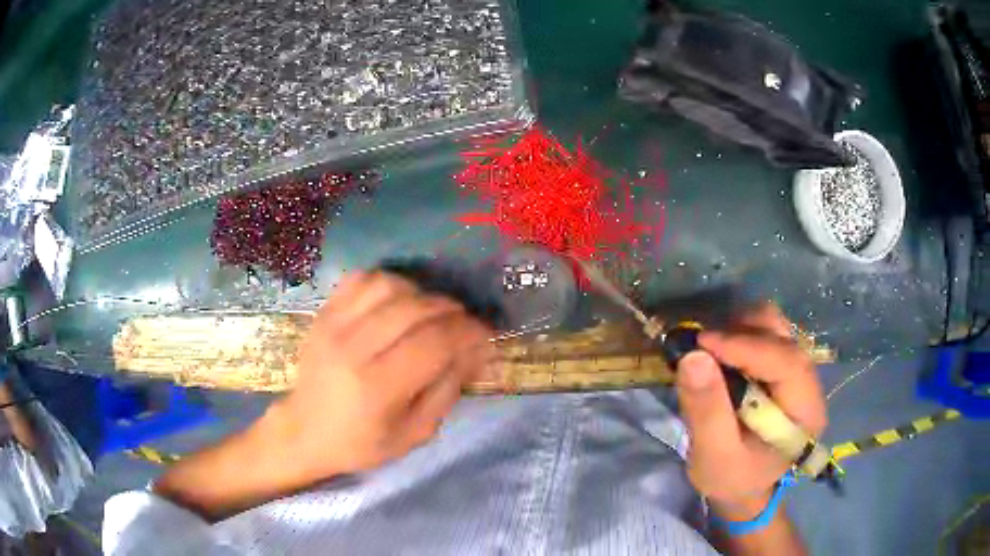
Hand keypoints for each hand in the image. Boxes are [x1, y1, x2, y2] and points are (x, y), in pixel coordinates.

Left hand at [268, 271, 495, 479]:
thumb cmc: (362, 443)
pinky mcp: (323, 313)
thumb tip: (477, 349)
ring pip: (390, 285)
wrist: (305, 431)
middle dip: (452, 311)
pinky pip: (361, 279)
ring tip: (430, 313)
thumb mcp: (415, 433)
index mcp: (378, 387)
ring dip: (421, 294)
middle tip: (464, 324)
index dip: (469, 332)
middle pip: (416, 309)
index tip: (486, 334)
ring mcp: (334, 325)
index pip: (435, 342)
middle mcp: (354, 348)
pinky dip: (388, 282)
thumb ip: (448, 389)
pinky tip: (397, 301)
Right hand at [674, 305, 826, 519]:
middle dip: (741, 333)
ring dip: (739, 329)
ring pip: (774, 327)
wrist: (742, 487)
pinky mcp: (782, 366)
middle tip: (700, 347)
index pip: (786, 362)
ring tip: (709, 351)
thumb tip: (693, 356)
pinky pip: (764, 334)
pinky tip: (720, 354)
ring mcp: (797, 371)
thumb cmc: (731, 478)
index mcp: (805, 411)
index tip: (701, 342)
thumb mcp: (714, 456)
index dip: (745, 346)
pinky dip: (739, 334)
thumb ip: (707, 411)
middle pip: (783, 336)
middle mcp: (809, 383)